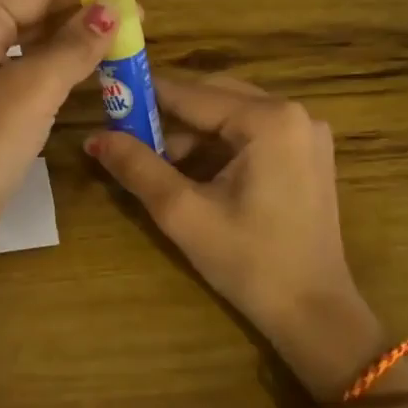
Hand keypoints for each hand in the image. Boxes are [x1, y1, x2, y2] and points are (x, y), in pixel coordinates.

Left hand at [0, 0, 130, 280]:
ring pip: (25, 41)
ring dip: (69, 39)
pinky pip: (18, 69)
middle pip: (29, 10)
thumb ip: (73, 46)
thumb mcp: (33, 91)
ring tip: (117, 36)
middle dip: (81, 11)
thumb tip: (110, 10)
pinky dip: (51, 66)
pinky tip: (82, 67)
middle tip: (134, 14)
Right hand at [85, 76, 382, 397]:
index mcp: (269, 120)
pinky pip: (251, 132)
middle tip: (126, 131)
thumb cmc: (249, 262)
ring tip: (154, 160)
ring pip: (232, 114)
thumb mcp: (184, 213)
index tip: (107, 96)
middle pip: (214, 96)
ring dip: (192, 133)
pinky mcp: (308, 154)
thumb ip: (137, 167)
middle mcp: (294, 113)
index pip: (191, 94)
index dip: (144, 96)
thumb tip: (94, 137)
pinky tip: (192, 171)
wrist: (314, 313)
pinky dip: (218, 144)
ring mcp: (306, 133)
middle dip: (169, 114)